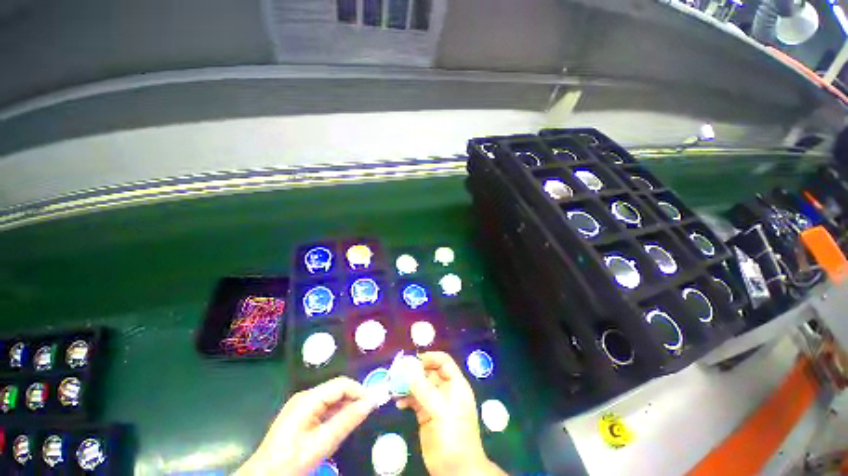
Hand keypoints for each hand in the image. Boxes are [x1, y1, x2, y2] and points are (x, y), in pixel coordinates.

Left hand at [237, 376, 375, 475]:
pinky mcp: (300, 415)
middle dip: (353, 398)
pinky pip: (324, 408)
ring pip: (331, 399)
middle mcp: (305, 396)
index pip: (341, 384)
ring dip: (345, 407)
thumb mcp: (322, 443)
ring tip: (356, 420)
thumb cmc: (292, 461)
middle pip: (336, 389)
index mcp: (309, 399)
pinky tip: (340, 426)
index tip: (373, 403)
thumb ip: (347, 420)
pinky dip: (336, 414)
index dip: (359, 390)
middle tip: (367, 413)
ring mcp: (302, 405)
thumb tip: (370, 403)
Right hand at [396, 352, 505, 475]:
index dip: (429, 358)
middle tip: (396, 373)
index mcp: (455, 385)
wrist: (456, 471)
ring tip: (393, 387)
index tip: (412, 361)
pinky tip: (398, 404)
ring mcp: (435, 402)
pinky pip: (414, 400)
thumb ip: (424, 389)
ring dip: (407, 384)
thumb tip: (408, 368)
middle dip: (414, 370)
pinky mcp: (425, 415)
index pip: (443, 361)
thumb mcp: (440, 411)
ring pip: (420, 385)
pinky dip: (406, 399)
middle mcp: (445, 390)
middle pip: (429, 371)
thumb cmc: (454, 437)